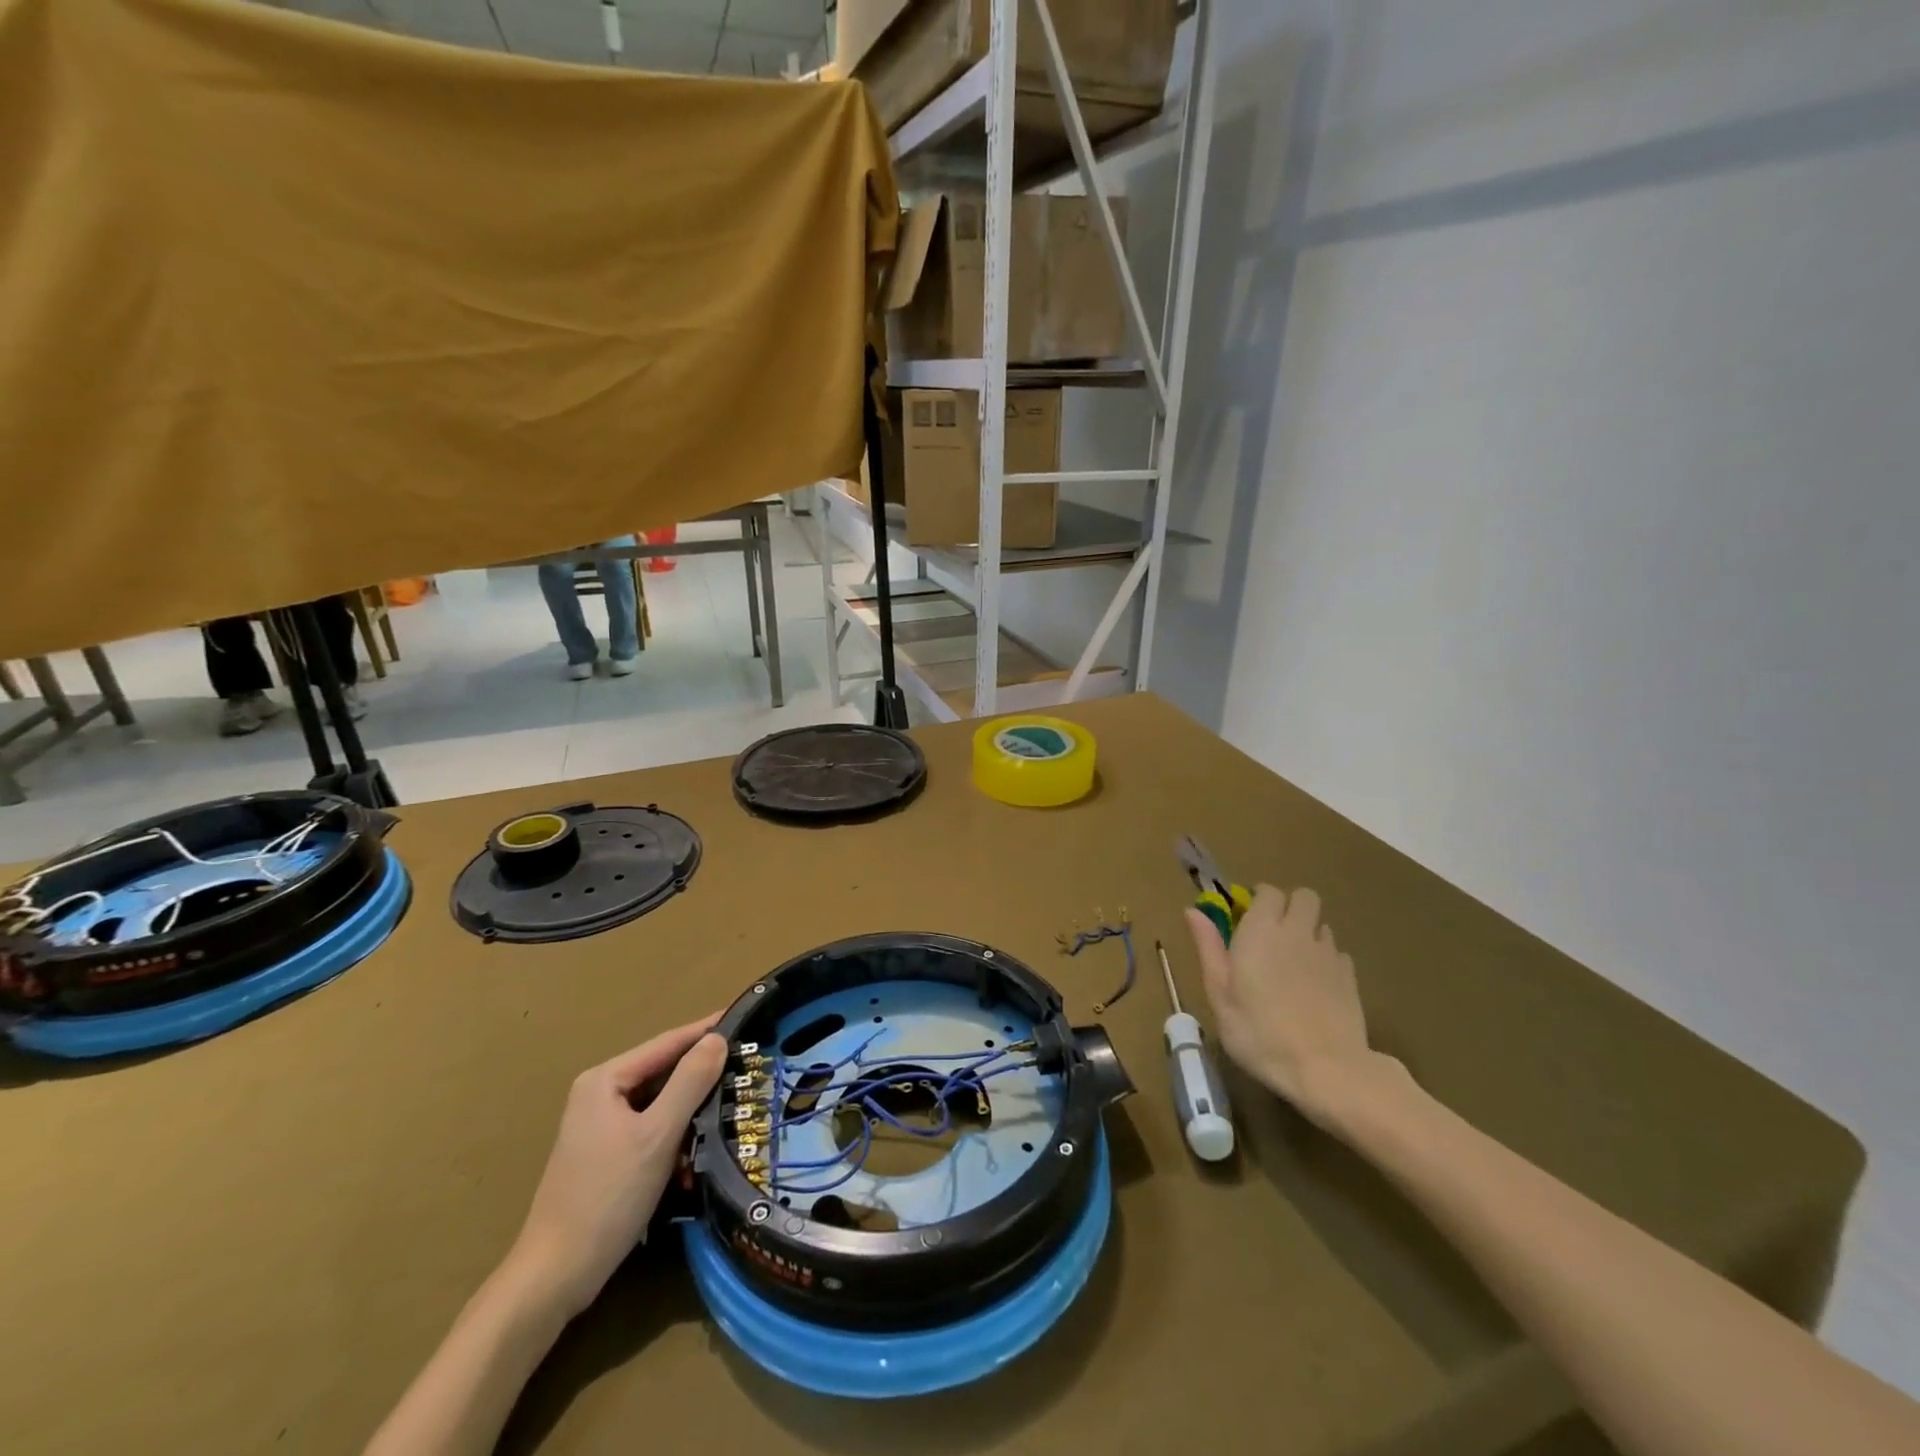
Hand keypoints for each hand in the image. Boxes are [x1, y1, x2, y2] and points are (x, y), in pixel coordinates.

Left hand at [508, 1016, 726, 1317]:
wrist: (555, 1277)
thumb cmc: (607, 1197)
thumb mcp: (657, 1135)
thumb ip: (690, 1082)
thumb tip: (717, 1038)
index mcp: (605, 1080)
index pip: (667, 1043)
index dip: (707, 1031)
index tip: (745, 1019)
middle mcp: (600, 1094)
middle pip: (663, 1073)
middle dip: (703, 1076)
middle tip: (748, 1067)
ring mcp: (601, 1126)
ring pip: (660, 1104)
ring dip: (692, 1112)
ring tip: (733, 1108)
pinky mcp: (607, 1155)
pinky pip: (651, 1130)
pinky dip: (675, 1138)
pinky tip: (697, 1157)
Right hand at [1185, 885, 1388, 1125]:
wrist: (1326, 1069)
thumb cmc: (1259, 1033)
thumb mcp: (1219, 994)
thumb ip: (1208, 947)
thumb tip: (1192, 911)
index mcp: (1261, 931)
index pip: (1268, 891)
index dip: (1259, 899)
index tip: (1247, 918)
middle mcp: (1297, 932)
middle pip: (1303, 897)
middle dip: (1289, 906)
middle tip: (1273, 935)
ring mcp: (1328, 953)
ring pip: (1321, 924)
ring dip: (1307, 933)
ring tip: (1293, 963)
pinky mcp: (1350, 976)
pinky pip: (1337, 953)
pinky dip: (1325, 960)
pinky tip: (1315, 987)